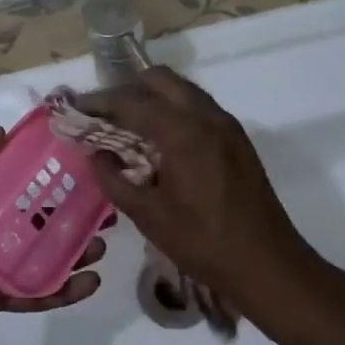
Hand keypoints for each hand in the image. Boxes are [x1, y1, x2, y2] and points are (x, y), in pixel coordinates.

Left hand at [0, 129, 104, 344]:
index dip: (47, 171)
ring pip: (45, 253)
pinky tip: (90, 282)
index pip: (18, 179)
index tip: (80, 161)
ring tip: (102, 242)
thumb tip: (3, 132)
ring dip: (76, 249)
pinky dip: (63, 290)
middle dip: (72, 211)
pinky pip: (36, 291)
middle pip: (39, 216)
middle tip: (104, 205)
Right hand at [80, 68, 310, 310]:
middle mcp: (207, 116)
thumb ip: (115, 180)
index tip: (76, 107)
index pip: (132, 100)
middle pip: (159, 80)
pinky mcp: (237, 139)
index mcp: (183, 132)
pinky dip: (174, 111)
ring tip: (128, 128)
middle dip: (128, 91)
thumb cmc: (204, 243)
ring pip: (182, 90)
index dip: (100, 101)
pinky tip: (160, 142)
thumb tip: (97, 155)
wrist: (268, 265)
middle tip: (104, 116)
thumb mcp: (149, 216)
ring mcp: (226, 125)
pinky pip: (198, 107)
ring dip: (153, 98)